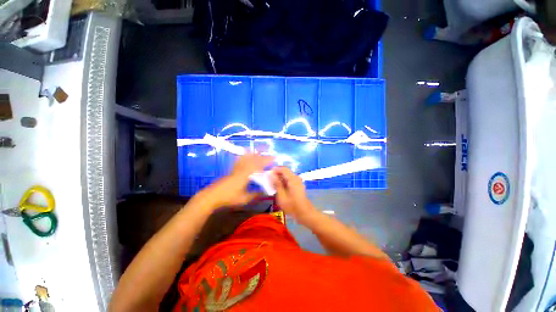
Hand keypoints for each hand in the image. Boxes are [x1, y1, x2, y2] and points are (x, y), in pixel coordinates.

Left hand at [198, 154, 273, 208]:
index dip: (267, 160)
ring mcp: (236, 168)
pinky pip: (240, 159)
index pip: (259, 165)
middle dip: (263, 156)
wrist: (212, 196)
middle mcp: (242, 168)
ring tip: (261, 152)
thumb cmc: (229, 198)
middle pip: (253, 159)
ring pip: (247, 158)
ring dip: (255, 154)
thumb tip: (265, 192)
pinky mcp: (232, 169)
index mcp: (246, 174)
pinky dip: (245, 155)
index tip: (274, 158)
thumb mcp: (244, 198)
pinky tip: (247, 154)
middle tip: (270, 155)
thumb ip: (255, 195)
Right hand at [271, 167, 315, 222]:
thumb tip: (271, 174)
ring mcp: (298, 181)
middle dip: (277, 174)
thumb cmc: (291, 205)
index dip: (275, 170)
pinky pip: (290, 180)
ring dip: (280, 179)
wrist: (304, 213)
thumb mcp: (281, 195)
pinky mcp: (298, 185)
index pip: (283, 169)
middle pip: (285, 172)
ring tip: (273, 185)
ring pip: (287, 176)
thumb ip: (276, 184)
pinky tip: (279, 188)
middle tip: (269, 180)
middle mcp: (296, 177)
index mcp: (292, 178)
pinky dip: (284, 182)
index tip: (268, 174)